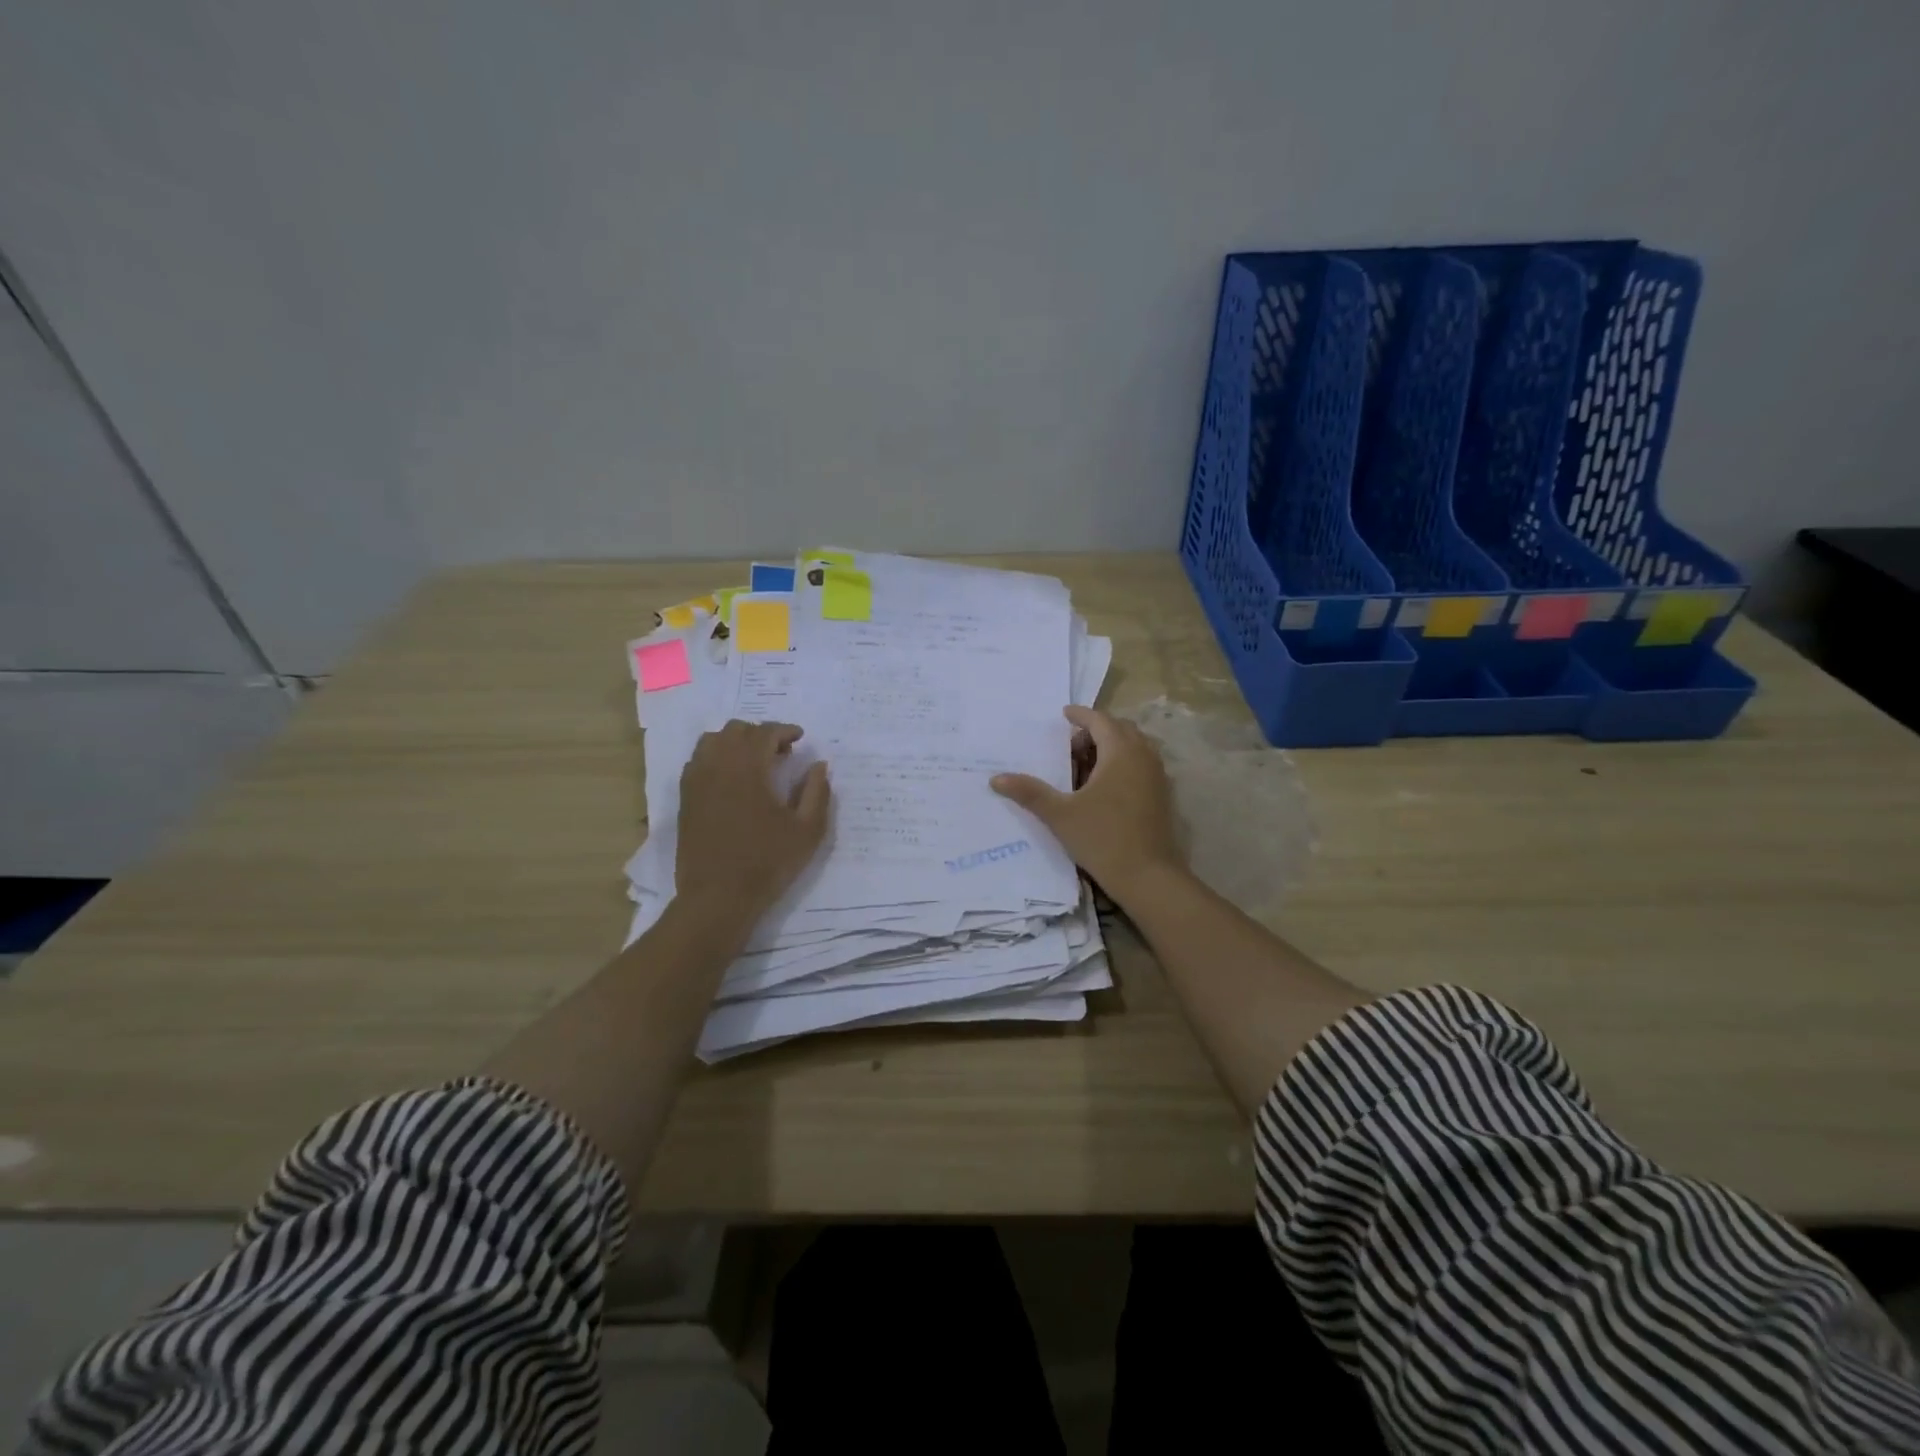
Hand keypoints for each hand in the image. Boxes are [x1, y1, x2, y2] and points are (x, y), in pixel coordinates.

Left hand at [675, 721, 830, 920]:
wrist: (718, 897)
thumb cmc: (768, 862)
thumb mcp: (807, 830)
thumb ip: (817, 792)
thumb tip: (819, 765)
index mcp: (749, 768)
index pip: (765, 732)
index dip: (785, 730)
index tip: (799, 738)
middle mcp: (718, 765)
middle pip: (736, 730)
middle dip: (761, 734)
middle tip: (781, 752)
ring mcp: (696, 781)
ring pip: (713, 741)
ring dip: (736, 742)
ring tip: (754, 762)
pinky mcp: (685, 798)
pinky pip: (698, 761)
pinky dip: (716, 758)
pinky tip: (731, 779)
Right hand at [990, 706, 1183, 902]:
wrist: (1148, 876)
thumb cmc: (1103, 838)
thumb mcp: (1060, 815)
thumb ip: (1030, 793)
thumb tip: (996, 779)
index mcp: (1121, 752)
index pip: (1100, 720)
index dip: (1081, 715)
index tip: (1064, 714)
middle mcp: (1143, 756)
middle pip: (1120, 729)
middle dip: (1096, 730)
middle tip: (1071, 745)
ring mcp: (1157, 776)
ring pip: (1134, 747)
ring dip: (1111, 746)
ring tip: (1086, 764)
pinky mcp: (1162, 795)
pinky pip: (1142, 764)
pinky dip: (1123, 763)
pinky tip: (1104, 786)